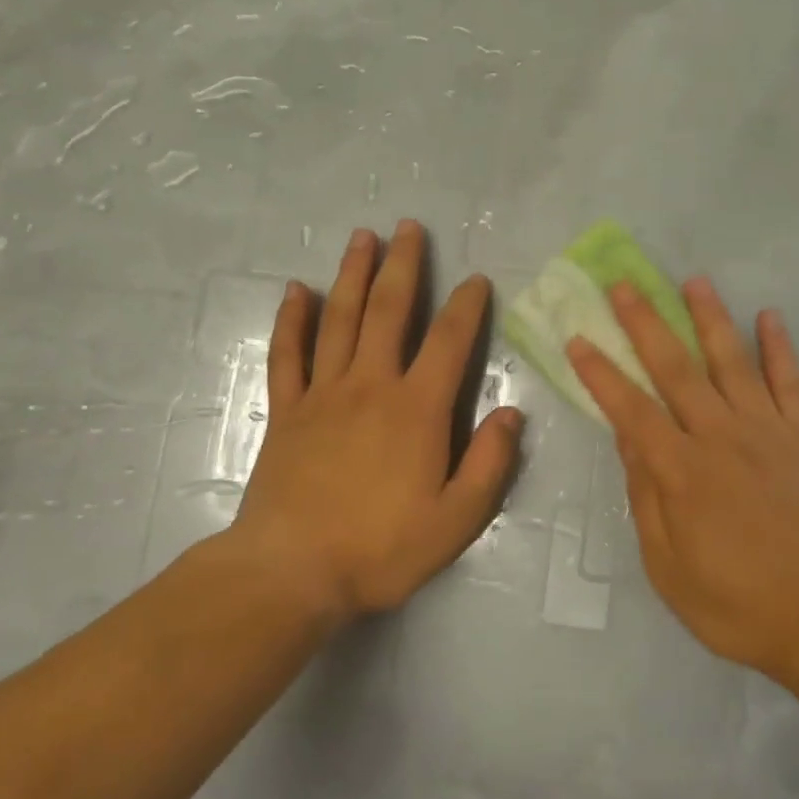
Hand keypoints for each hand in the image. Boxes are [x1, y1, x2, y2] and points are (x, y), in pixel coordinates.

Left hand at [221, 220, 524, 622]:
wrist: (292, 572)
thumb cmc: (382, 548)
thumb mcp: (457, 519)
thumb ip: (490, 463)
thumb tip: (512, 413)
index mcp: (417, 410)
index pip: (449, 342)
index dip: (466, 306)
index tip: (475, 279)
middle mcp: (370, 386)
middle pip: (388, 312)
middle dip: (402, 267)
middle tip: (408, 227)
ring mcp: (323, 395)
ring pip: (339, 320)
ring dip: (352, 275)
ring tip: (362, 238)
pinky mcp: (287, 412)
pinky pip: (288, 354)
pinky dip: (292, 320)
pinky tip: (296, 291)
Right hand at [566, 278, 798, 676]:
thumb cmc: (733, 602)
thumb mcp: (667, 564)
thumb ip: (646, 496)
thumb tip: (628, 440)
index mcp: (681, 470)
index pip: (631, 409)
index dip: (601, 373)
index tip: (579, 338)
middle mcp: (721, 436)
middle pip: (676, 369)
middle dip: (646, 324)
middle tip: (625, 285)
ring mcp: (768, 431)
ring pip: (733, 362)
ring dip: (710, 318)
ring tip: (693, 281)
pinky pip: (792, 382)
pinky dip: (780, 347)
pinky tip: (769, 316)